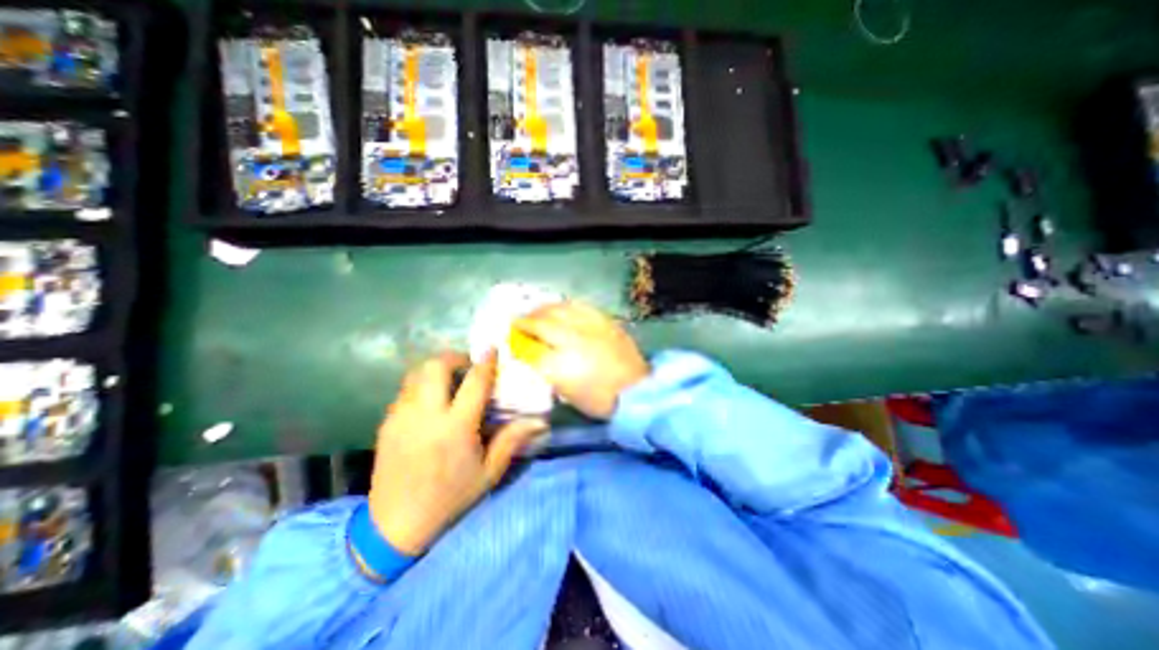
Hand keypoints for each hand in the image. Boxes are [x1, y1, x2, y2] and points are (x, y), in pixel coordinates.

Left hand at [368, 350, 545, 552]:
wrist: (394, 525)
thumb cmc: (450, 497)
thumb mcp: (489, 473)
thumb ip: (512, 440)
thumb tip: (539, 421)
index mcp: (456, 428)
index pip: (474, 382)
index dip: (485, 362)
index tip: (491, 348)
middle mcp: (426, 415)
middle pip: (436, 366)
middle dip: (454, 358)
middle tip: (467, 366)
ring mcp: (402, 417)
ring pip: (416, 373)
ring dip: (436, 369)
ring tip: (449, 381)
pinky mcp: (387, 422)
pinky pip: (405, 390)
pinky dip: (421, 385)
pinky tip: (431, 401)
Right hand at [517, 303, 650, 418]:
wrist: (636, 392)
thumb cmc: (598, 398)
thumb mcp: (566, 389)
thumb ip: (546, 366)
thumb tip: (532, 350)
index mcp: (563, 360)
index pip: (534, 340)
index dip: (521, 331)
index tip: (512, 328)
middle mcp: (576, 337)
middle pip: (546, 319)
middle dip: (530, 316)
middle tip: (522, 318)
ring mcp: (593, 327)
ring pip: (564, 308)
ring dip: (548, 307)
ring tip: (540, 310)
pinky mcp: (608, 322)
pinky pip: (583, 306)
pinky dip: (569, 305)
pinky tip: (565, 307)